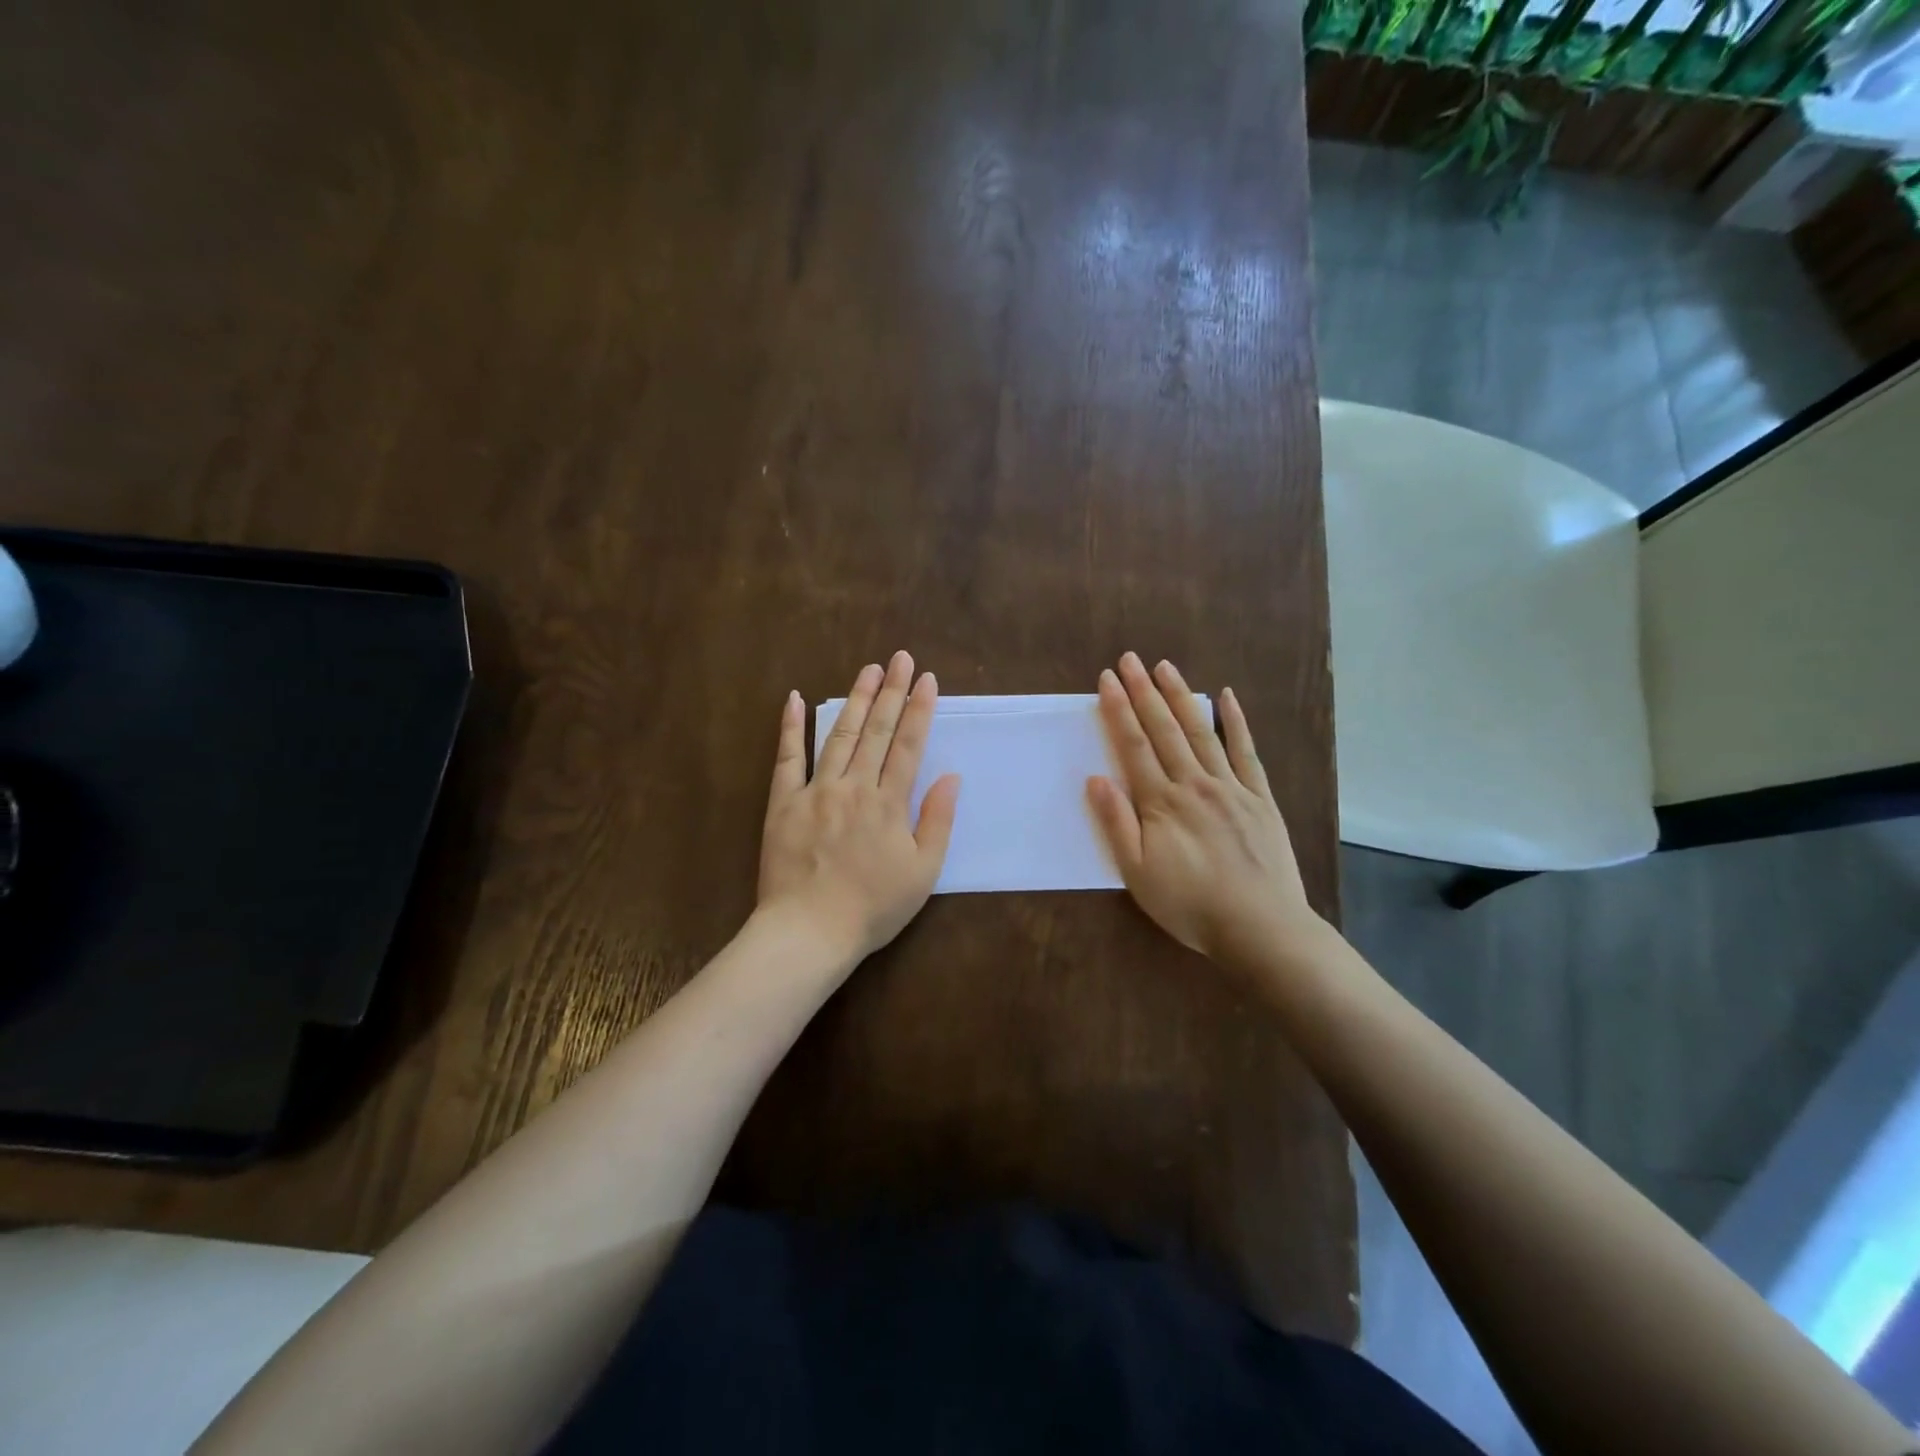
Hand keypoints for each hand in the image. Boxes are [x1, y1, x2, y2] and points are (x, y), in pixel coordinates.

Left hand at [758, 651, 960, 967]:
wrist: (809, 932)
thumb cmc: (873, 907)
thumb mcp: (922, 872)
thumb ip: (937, 820)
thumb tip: (951, 776)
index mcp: (888, 803)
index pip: (908, 745)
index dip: (919, 710)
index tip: (926, 679)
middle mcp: (853, 787)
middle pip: (877, 731)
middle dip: (892, 691)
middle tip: (900, 658)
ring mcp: (815, 791)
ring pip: (839, 736)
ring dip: (855, 700)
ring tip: (868, 669)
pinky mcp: (783, 803)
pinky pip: (787, 759)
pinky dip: (791, 727)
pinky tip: (796, 699)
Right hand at [1086, 652, 1322, 964]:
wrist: (1261, 928)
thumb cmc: (1190, 905)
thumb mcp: (1138, 873)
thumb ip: (1117, 824)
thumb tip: (1096, 779)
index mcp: (1162, 803)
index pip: (1134, 746)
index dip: (1119, 710)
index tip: (1108, 679)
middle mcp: (1194, 784)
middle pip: (1165, 730)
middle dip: (1144, 692)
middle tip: (1130, 659)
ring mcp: (1231, 787)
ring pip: (1201, 732)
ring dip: (1181, 697)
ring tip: (1165, 667)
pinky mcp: (1260, 797)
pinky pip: (1246, 752)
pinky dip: (1235, 722)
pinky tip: (1226, 697)